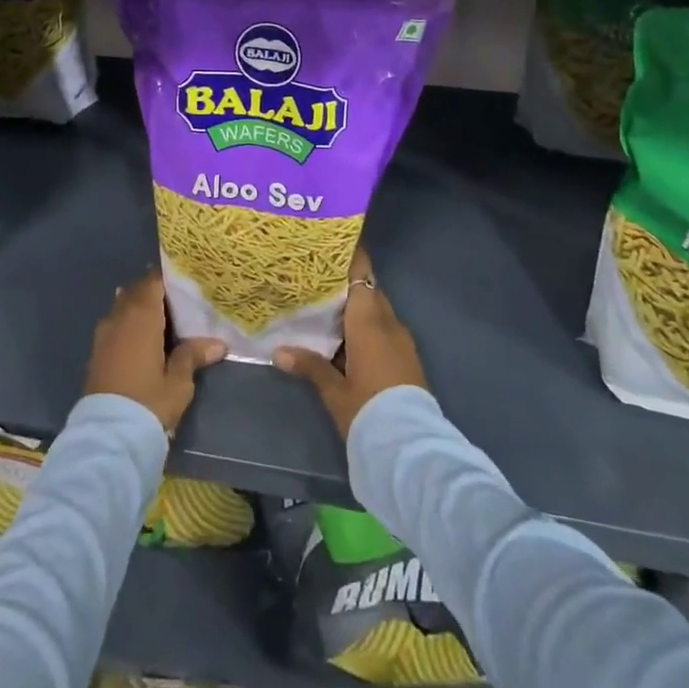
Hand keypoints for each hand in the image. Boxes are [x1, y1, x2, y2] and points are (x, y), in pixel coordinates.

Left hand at [83, 269, 226, 434]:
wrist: (108, 437)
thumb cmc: (148, 402)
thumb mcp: (178, 382)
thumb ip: (193, 356)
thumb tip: (218, 343)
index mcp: (141, 316)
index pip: (153, 281)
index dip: (168, 277)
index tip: (185, 277)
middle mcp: (119, 318)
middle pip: (136, 291)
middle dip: (155, 291)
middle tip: (179, 298)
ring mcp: (104, 335)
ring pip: (123, 307)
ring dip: (140, 306)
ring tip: (163, 316)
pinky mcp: (97, 353)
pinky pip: (115, 324)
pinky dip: (128, 323)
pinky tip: (143, 337)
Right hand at [273, 248, 427, 437]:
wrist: (409, 445)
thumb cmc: (367, 408)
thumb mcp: (334, 390)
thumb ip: (309, 366)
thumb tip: (279, 351)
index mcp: (369, 322)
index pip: (361, 276)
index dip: (351, 258)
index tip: (335, 243)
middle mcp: (389, 324)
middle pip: (369, 292)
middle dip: (348, 284)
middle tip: (320, 278)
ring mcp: (401, 341)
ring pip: (378, 312)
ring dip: (358, 308)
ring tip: (329, 307)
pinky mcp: (406, 358)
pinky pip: (384, 329)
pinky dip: (367, 326)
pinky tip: (348, 338)